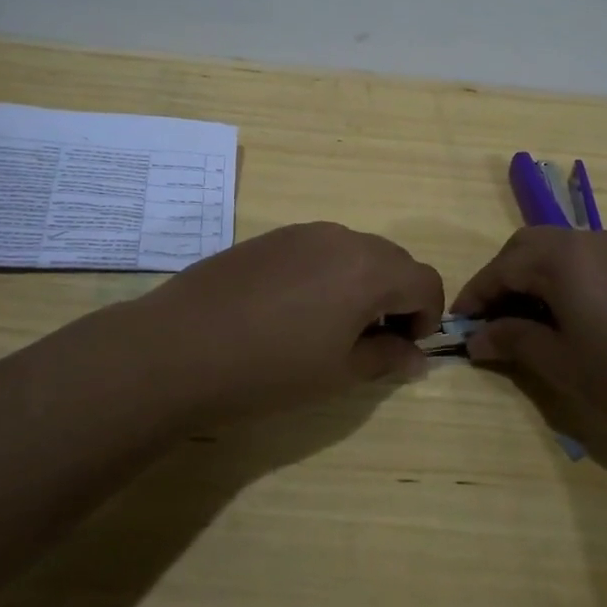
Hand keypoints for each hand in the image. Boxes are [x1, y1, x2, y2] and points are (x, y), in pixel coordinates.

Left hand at [130, 222, 444, 426]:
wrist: (179, 347)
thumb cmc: (270, 369)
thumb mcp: (339, 373)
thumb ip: (386, 357)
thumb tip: (416, 356)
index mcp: (369, 269)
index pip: (425, 280)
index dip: (427, 316)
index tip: (402, 348)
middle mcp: (342, 238)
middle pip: (393, 260)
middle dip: (396, 297)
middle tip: (371, 340)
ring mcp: (302, 232)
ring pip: (355, 251)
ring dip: (361, 283)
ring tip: (330, 326)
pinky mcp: (270, 237)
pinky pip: (319, 249)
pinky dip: (327, 274)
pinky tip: (292, 310)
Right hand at [453, 227, 606, 451]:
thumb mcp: (563, 364)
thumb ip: (513, 342)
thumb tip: (476, 338)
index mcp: (559, 257)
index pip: (500, 268)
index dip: (474, 297)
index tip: (457, 327)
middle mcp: (587, 240)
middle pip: (527, 248)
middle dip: (502, 279)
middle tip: (492, 320)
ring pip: (559, 251)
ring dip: (534, 278)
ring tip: (530, 322)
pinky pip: (588, 262)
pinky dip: (566, 281)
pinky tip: (575, 318)